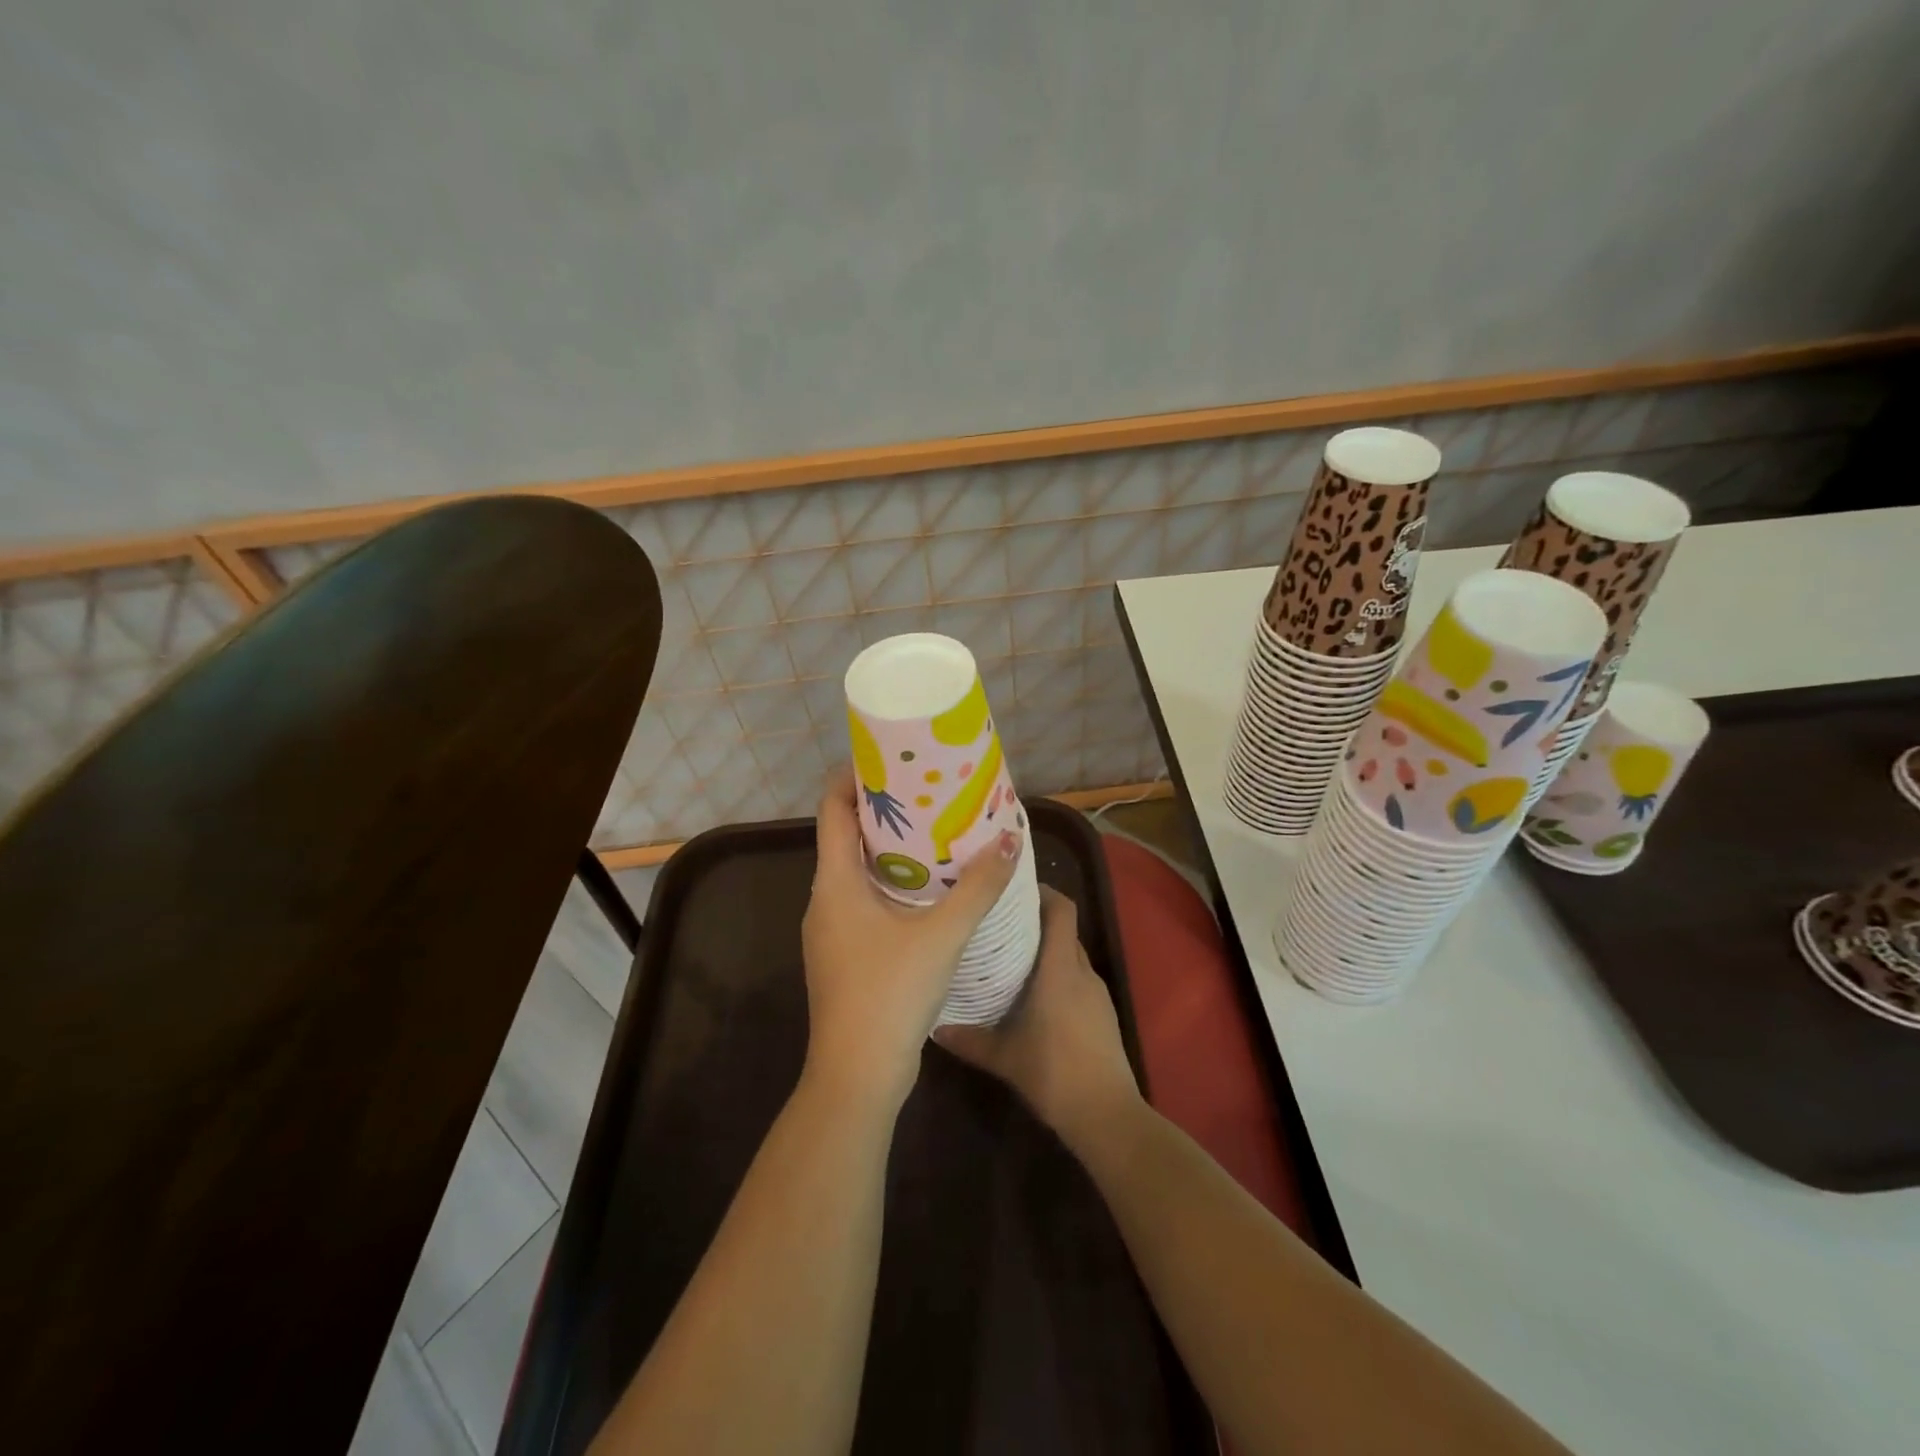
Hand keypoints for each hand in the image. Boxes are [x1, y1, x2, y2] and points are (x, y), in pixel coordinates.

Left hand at [801, 765, 1020, 1115]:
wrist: (857, 1075)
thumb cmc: (891, 993)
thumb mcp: (942, 935)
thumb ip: (979, 887)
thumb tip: (1011, 838)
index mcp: (835, 882)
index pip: (833, 809)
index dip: (854, 777)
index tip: (890, 757)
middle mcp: (825, 899)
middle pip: (846, 837)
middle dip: (885, 811)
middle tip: (928, 792)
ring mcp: (831, 930)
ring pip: (857, 873)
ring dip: (891, 851)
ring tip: (936, 833)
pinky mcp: (844, 955)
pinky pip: (864, 902)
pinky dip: (892, 885)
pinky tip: (929, 891)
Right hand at [935, 886, 1142, 1152]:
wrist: (1107, 1115)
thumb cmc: (1054, 1073)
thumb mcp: (1004, 1057)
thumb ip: (969, 1039)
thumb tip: (934, 1027)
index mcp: (1060, 969)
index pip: (1062, 910)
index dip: (1043, 892)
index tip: (1013, 889)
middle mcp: (1082, 972)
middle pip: (1064, 930)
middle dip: (1036, 921)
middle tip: (999, 922)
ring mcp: (1097, 994)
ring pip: (1070, 956)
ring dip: (1046, 950)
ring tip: (1010, 956)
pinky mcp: (1103, 1014)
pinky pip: (1077, 979)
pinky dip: (1057, 975)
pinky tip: (1033, 995)